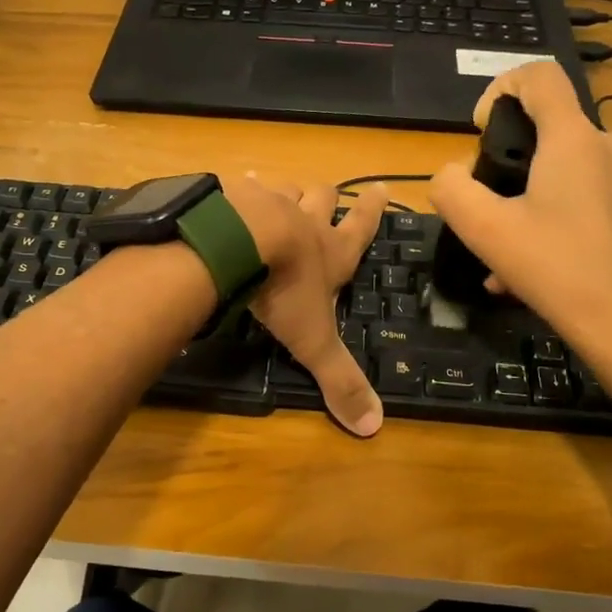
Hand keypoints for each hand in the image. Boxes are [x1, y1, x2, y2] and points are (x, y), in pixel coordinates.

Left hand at [219, 173, 386, 436]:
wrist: (236, 243)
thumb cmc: (283, 290)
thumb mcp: (313, 341)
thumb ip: (339, 378)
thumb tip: (373, 426)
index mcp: (331, 251)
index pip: (362, 226)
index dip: (373, 209)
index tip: (381, 188)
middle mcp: (304, 219)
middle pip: (323, 197)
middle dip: (328, 197)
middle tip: (327, 195)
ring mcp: (267, 201)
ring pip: (284, 188)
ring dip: (284, 192)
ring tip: (275, 192)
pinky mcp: (232, 193)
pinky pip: (239, 185)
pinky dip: (239, 187)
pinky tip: (230, 188)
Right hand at [429, 62, 611, 355]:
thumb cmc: (553, 267)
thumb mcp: (483, 228)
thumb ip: (451, 189)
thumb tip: (449, 174)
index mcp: (572, 138)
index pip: (538, 75)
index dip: (500, 87)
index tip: (481, 132)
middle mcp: (606, 146)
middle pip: (548, 125)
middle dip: (508, 158)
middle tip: (487, 203)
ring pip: (563, 167)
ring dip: (526, 196)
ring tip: (501, 248)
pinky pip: (581, 196)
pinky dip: (551, 217)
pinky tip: (529, 267)